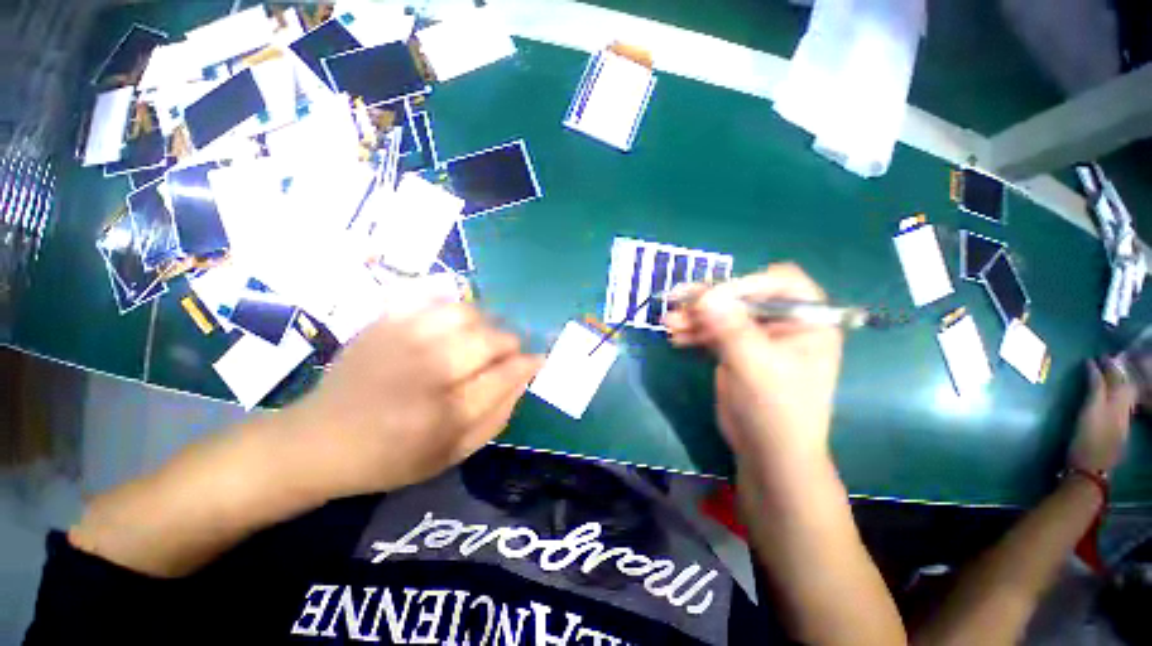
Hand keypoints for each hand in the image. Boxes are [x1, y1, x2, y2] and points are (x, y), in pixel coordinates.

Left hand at [283, 303, 541, 498]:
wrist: (318, 440)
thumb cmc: (391, 457)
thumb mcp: (453, 454)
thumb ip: (497, 417)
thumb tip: (523, 377)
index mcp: (445, 414)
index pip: (505, 375)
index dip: (528, 363)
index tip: (536, 359)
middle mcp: (427, 371)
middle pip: (489, 340)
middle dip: (509, 344)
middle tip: (506, 353)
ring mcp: (402, 341)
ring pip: (466, 313)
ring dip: (484, 324)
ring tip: (479, 338)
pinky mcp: (383, 324)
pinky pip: (429, 297)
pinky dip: (450, 303)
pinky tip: (451, 321)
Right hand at [663, 264, 842, 467]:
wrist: (767, 451)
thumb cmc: (776, 410)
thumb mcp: (756, 366)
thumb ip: (731, 328)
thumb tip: (705, 295)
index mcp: (807, 321)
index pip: (780, 282)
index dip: (745, 284)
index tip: (712, 298)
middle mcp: (783, 323)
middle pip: (743, 297)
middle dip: (709, 301)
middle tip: (677, 302)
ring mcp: (757, 336)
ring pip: (723, 314)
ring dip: (694, 316)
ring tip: (669, 323)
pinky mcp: (736, 350)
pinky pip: (713, 331)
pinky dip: (694, 332)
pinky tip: (675, 337)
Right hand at [1068, 358, 1136, 473]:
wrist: (1091, 471)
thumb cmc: (1085, 441)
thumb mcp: (1088, 414)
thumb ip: (1094, 390)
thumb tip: (1093, 368)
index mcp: (1116, 403)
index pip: (1111, 379)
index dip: (1102, 368)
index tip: (1091, 358)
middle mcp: (1122, 409)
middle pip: (1122, 386)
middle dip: (1113, 372)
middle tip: (1103, 360)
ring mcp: (1121, 422)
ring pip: (1124, 396)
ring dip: (1117, 382)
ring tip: (1109, 373)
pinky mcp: (1117, 430)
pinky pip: (1123, 405)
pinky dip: (1118, 395)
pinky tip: (1113, 395)